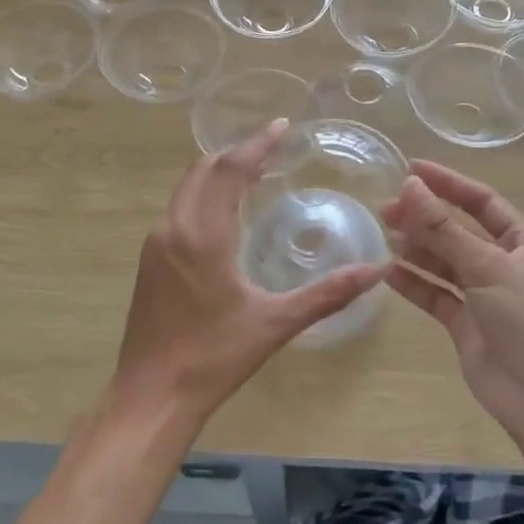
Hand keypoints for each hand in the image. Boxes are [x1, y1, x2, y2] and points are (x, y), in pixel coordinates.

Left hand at [114, 122, 381, 424]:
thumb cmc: (213, 358)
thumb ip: (326, 294)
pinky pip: (177, 210)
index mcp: (201, 235)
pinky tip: (224, 217)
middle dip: (235, 154)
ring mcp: (155, 244)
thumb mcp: (275, 324)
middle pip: (201, 170)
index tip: (281, 126)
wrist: (151, 396)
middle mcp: (172, 229)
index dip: (256, 144)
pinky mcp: (148, 262)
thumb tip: (375, 270)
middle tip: (272, 150)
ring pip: (185, 189)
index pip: (228, 170)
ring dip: (216, 174)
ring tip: (253, 175)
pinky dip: (202, 196)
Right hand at [382, 161, 523, 444]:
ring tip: (383, 233)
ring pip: (445, 263)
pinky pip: (437, 296)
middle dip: (424, 218)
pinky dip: (414, 283)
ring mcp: (485, 297)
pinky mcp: (468, 327)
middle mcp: (505, 265)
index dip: (448, 183)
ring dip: (416, 248)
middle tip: (384, 209)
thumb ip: (445, 229)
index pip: (482, 201)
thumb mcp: (489, 266)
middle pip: (458, 231)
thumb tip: (410, 186)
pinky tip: (388, 272)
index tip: (411, 169)